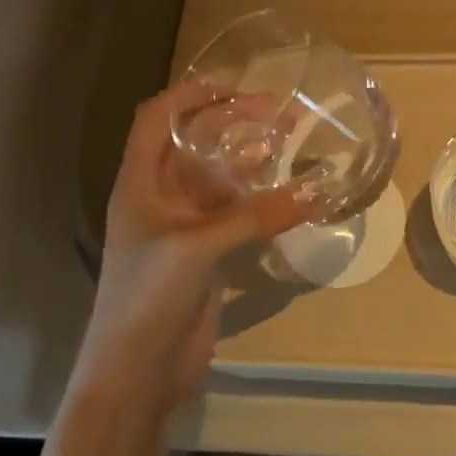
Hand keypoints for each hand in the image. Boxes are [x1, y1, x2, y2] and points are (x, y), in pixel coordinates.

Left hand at [81, 81, 315, 413]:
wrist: (137, 372)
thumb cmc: (149, 296)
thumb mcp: (198, 247)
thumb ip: (257, 215)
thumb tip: (318, 191)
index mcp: (140, 183)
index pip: (158, 118)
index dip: (190, 94)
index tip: (235, 83)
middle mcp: (161, 197)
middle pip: (195, 143)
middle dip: (233, 122)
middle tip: (280, 113)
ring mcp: (185, 226)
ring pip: (220, 177)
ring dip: (251, 159)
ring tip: (290, 144)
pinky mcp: (207, 253)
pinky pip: (237, 212)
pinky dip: (262, 198)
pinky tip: (292, 194)